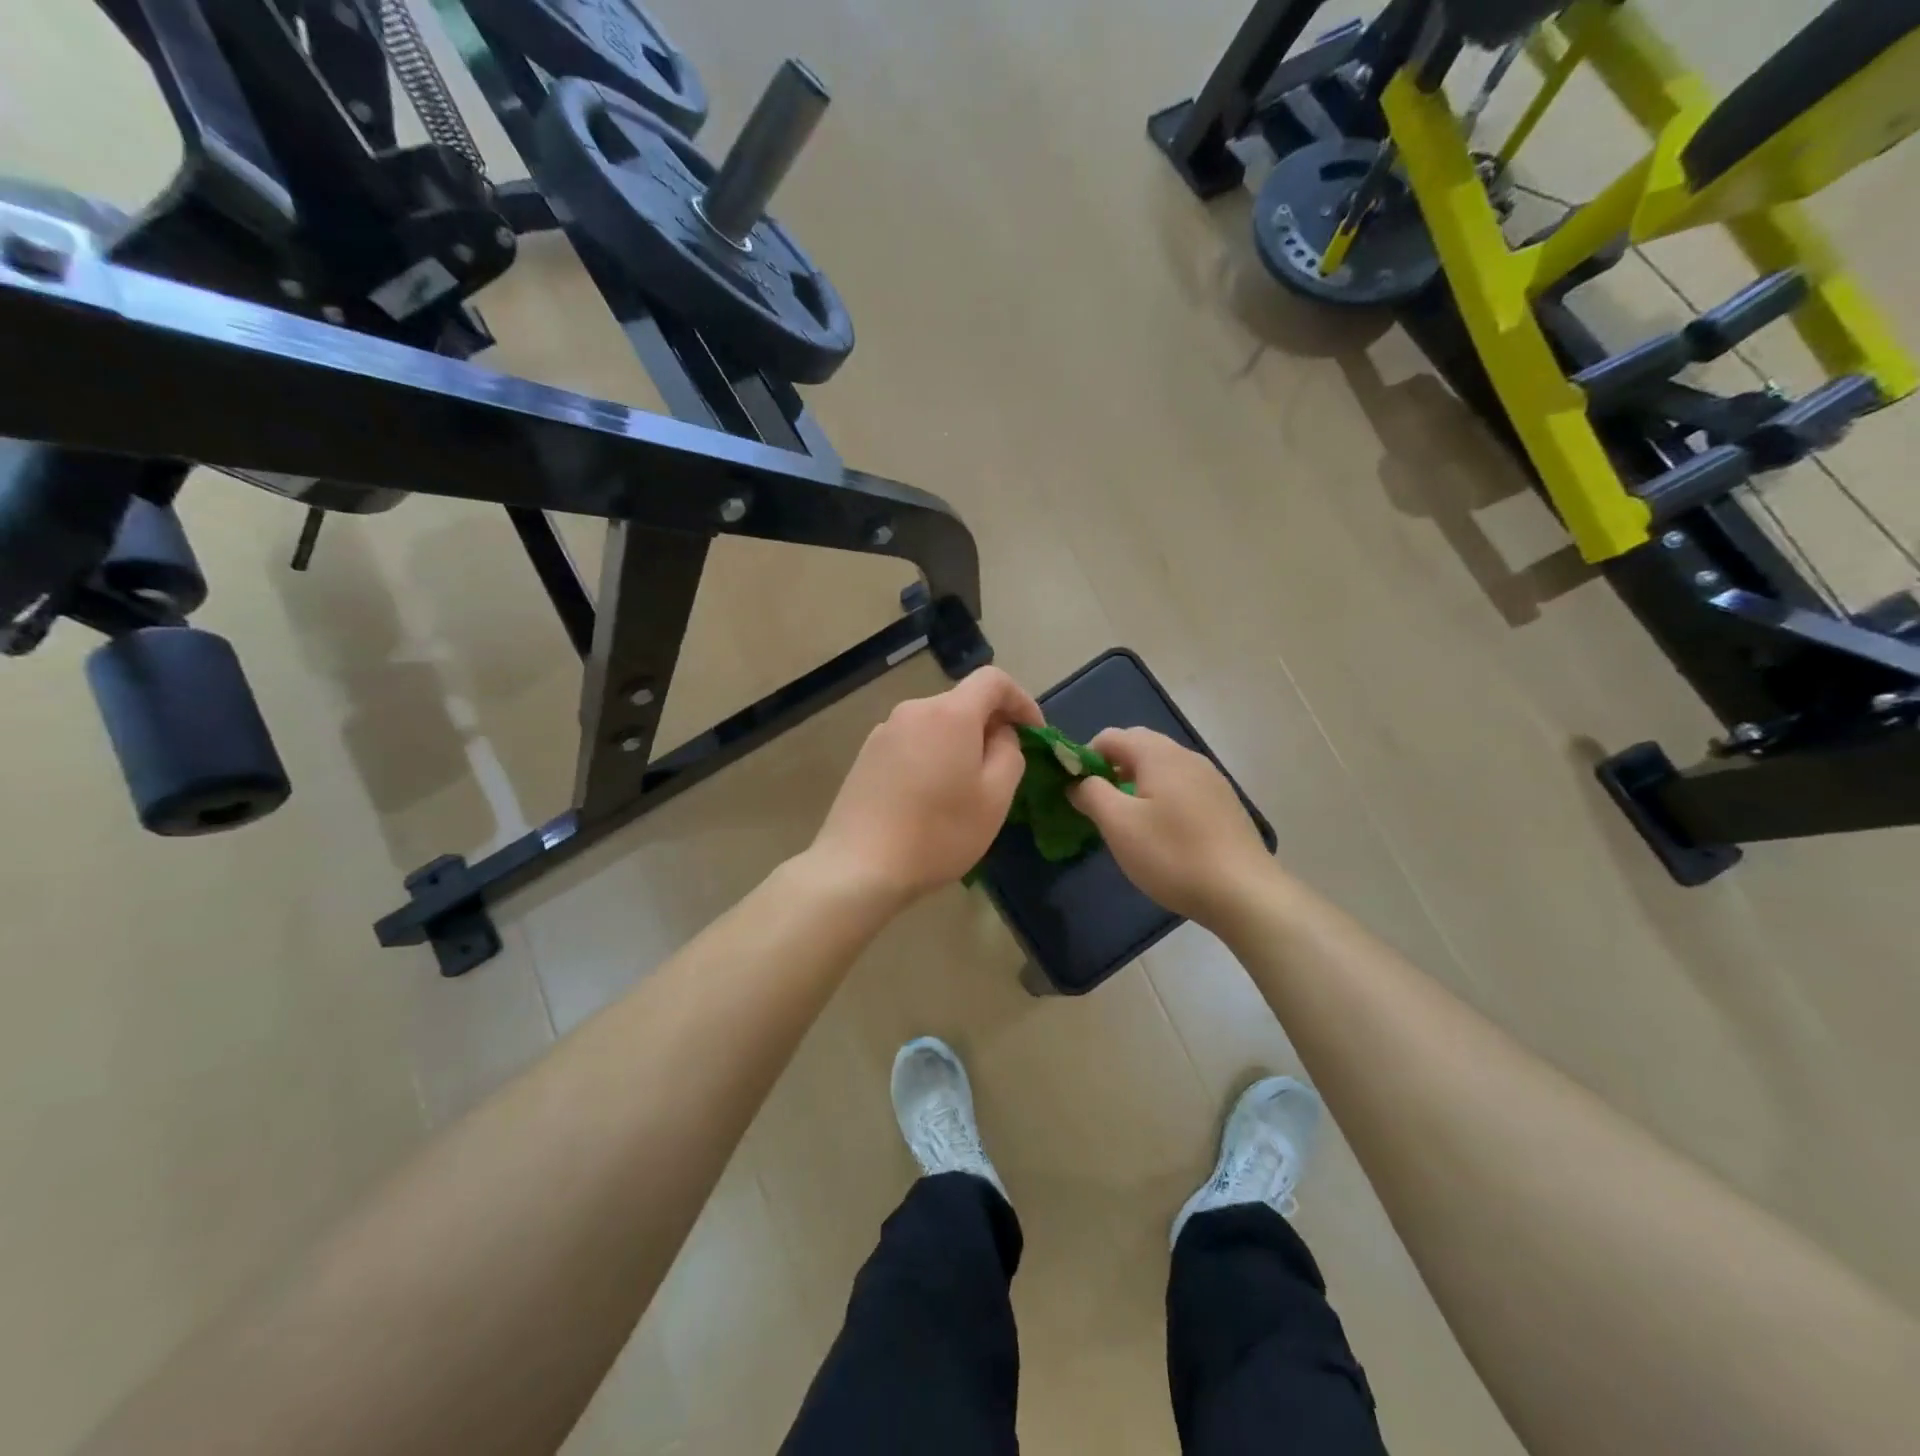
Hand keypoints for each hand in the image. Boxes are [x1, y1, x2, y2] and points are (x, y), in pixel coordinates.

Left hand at [809, 667, 1043, 905]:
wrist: (859, 866)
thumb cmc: (938, 833)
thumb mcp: (995, 798)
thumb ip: (1010, 753)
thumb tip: (1000, 734)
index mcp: (950, 713)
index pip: (993, 680)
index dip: (1021, 701)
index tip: (1034, 734)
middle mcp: (914, 710)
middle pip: (962, 703)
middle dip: (990, 727)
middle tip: (1003, 770)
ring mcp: (884, 732)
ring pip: (936, 726)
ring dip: (959, 745)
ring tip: (965, 789)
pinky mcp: (866, 755)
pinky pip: (912, 743)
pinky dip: (931, 757)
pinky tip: (929, 798)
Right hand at [1069, 727, 1271, 927]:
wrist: (1244, 892)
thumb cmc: (1173, 855)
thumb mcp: (1119, 825)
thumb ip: (1091, 794)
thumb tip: (1078, 781)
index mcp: (1159, 755)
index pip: (1111, 737)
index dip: (1085, 756)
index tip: (1073, 788)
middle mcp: (1187, 757)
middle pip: (1139, 747)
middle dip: (1111, 767)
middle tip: (1096, 802)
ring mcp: (1211, 779)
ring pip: (1162, 767)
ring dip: (1136, 782)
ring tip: (1126, 818)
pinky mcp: (1224, 803)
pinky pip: (1181, 786)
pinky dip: (1160, 796)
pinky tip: (1160, 831)